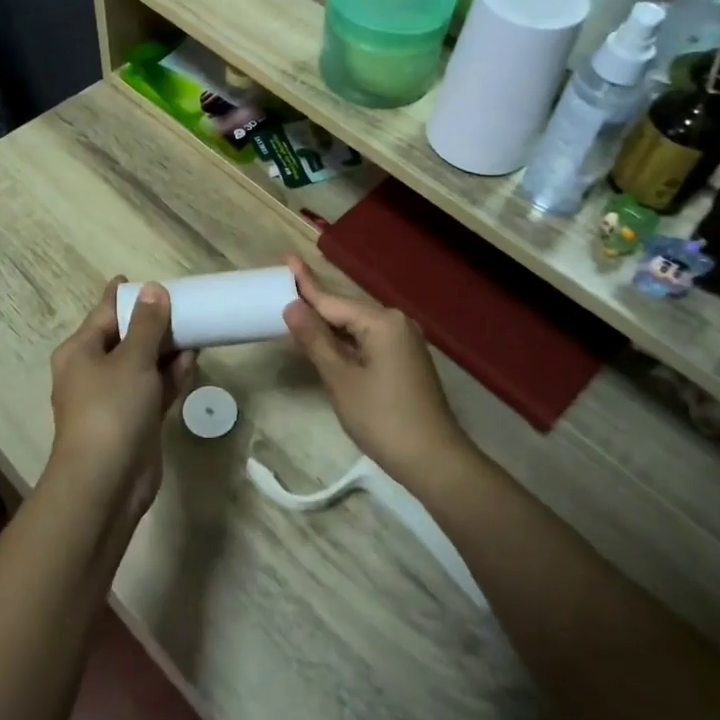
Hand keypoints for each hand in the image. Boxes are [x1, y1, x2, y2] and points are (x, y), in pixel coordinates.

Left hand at [48, 278, 196, 517]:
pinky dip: (171, 375)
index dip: (126, 294)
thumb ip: (147, 324)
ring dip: (167, 348)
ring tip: (196, 326)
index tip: (149, 279)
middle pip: (126, 337)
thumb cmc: (111, 410)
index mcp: (81, 351)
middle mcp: (94, 371)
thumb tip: (154, 289)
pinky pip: (155, 388)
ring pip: (144, 363)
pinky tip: (193, 359)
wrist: (105, 483)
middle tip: (185, 302)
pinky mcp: (135, 420)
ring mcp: (115, 398)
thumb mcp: (132, 359)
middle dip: (154, 322)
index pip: (105, 312)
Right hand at [281, 255, 472, 492]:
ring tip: (298, 315)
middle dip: (316, 305)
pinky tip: (326, 344)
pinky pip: (368, 340)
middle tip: (285, 291)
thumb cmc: (382, 418)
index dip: (306, 284)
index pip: (333, 301)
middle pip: (346, 311)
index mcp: (382, 322)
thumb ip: (315, 340)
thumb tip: (293, 306)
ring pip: (357, 327)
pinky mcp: (406, 360)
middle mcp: (397, 323)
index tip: (287, 259)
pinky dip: (346, 342)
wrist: (434, 460)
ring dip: (329, 326)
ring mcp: (405, 342)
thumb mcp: (341, 379)